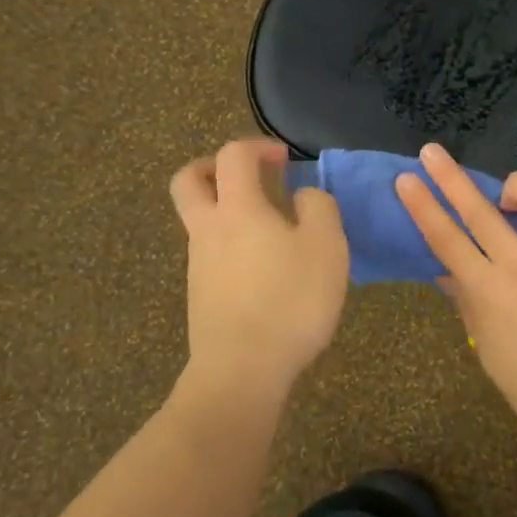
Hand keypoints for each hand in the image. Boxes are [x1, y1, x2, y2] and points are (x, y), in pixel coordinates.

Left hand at [170, 139, 348, 392]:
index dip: (258, 147)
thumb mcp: (327, 246)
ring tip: (271, 230)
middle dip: (214, 167)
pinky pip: (211, 254)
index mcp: (238, 209)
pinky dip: (232, 245)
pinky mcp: (201, 295)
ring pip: (199, 220)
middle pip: (189, 181)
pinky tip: (265, 269)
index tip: (286, 160)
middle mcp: (209, 229)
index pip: (233, 156)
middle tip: (247, 176)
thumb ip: (319, 208)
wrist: (243, 369)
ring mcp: (198, 264)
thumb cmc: (290, 299)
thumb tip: (303, 196)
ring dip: (227, 210)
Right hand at [395, 144, 516, 463]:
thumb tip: (450, 277)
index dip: (422, 206)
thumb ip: (470, 308)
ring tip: (512, 194)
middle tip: (433, 151)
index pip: (445, 239)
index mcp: (488, 290)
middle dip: (450, 176)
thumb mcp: (491, 353)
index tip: (407, 179)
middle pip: (479, 209)